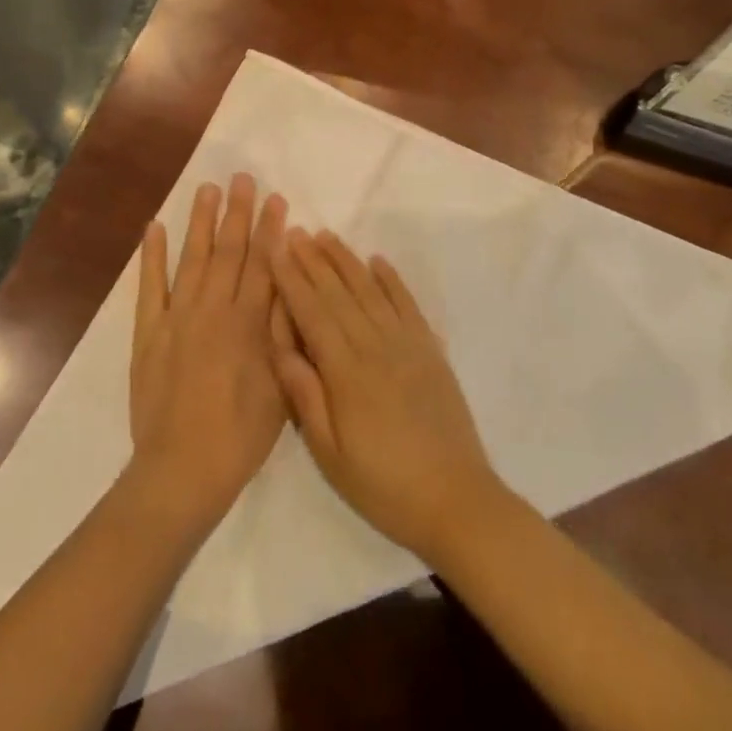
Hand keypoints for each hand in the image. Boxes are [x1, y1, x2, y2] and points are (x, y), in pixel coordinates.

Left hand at [129, 174, 287, 536]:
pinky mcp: (149, 333)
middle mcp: (213, 310)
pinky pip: (150, 287)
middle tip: (242, 178)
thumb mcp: (281, 387)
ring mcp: (177, 318)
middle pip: (229, 251)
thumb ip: (284, 335)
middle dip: (238, 213)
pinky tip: (153, 228)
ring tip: (207, 189)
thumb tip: (290, 288)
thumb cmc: (242, 435)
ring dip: (201, 222)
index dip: (271, 230)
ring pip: (193, 259)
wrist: (182, 470)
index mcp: (248, 323)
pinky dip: (151, 256)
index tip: (276, 199)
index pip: (264, 264)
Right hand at [269, 228, 508, 565]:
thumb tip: (281, 349)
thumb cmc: (382, 484)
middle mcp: (375, 345)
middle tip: (295, 232)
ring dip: (347, 261)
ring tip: (327, 237)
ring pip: (370, 290)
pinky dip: (392, 279)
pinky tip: (378, 262)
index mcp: (346, 371)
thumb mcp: (330, 454)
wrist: (454, 499)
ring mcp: (406, 344)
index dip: (292, 280)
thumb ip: (305, 397)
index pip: (312, 313)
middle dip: (314, 260)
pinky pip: (407, 304)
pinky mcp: (430, 350)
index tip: (277, 251)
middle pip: (339, 293)